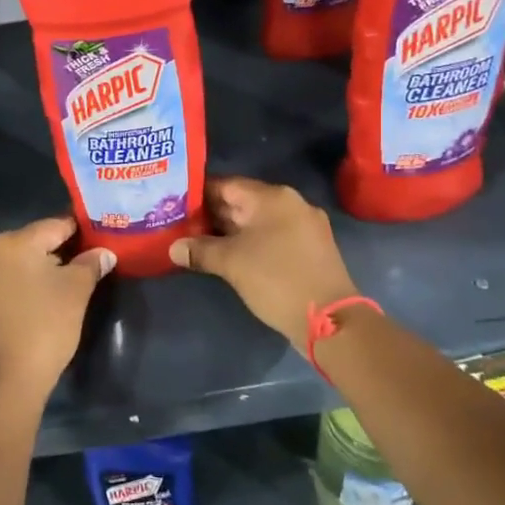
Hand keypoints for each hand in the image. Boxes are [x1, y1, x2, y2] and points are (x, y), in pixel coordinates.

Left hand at [0, 218, 114, 404]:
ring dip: (46, 267)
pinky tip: (48, 297)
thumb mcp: (76, 291)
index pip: (56, 225)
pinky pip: (11, 280)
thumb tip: (104, 253)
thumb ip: (91, 264)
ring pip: (23, 262)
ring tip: (73, 280)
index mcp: (14, 241)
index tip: (103, 238)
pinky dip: (30, 283)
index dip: (82, 231)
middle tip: (92, 262)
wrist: (7, 380)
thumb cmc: (45, 326)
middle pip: (37, 241)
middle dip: (64, 249)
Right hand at [169, 177, 357, 352]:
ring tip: (198, 241)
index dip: (198, 194)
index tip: (174, 204)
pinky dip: (250, 242)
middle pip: (242, 201)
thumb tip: (173, 248)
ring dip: (230, 230)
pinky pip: (272, 236)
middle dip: (212, 213)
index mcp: (272, 197)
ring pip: (257, 221)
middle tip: (180, 224)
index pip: (226, 184)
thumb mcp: (231, 263)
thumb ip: (200, 250)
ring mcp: (304, 226)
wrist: (331, 320)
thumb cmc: (277, 279)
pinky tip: (230, 255)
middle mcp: (291, 203)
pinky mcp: (310, 248)